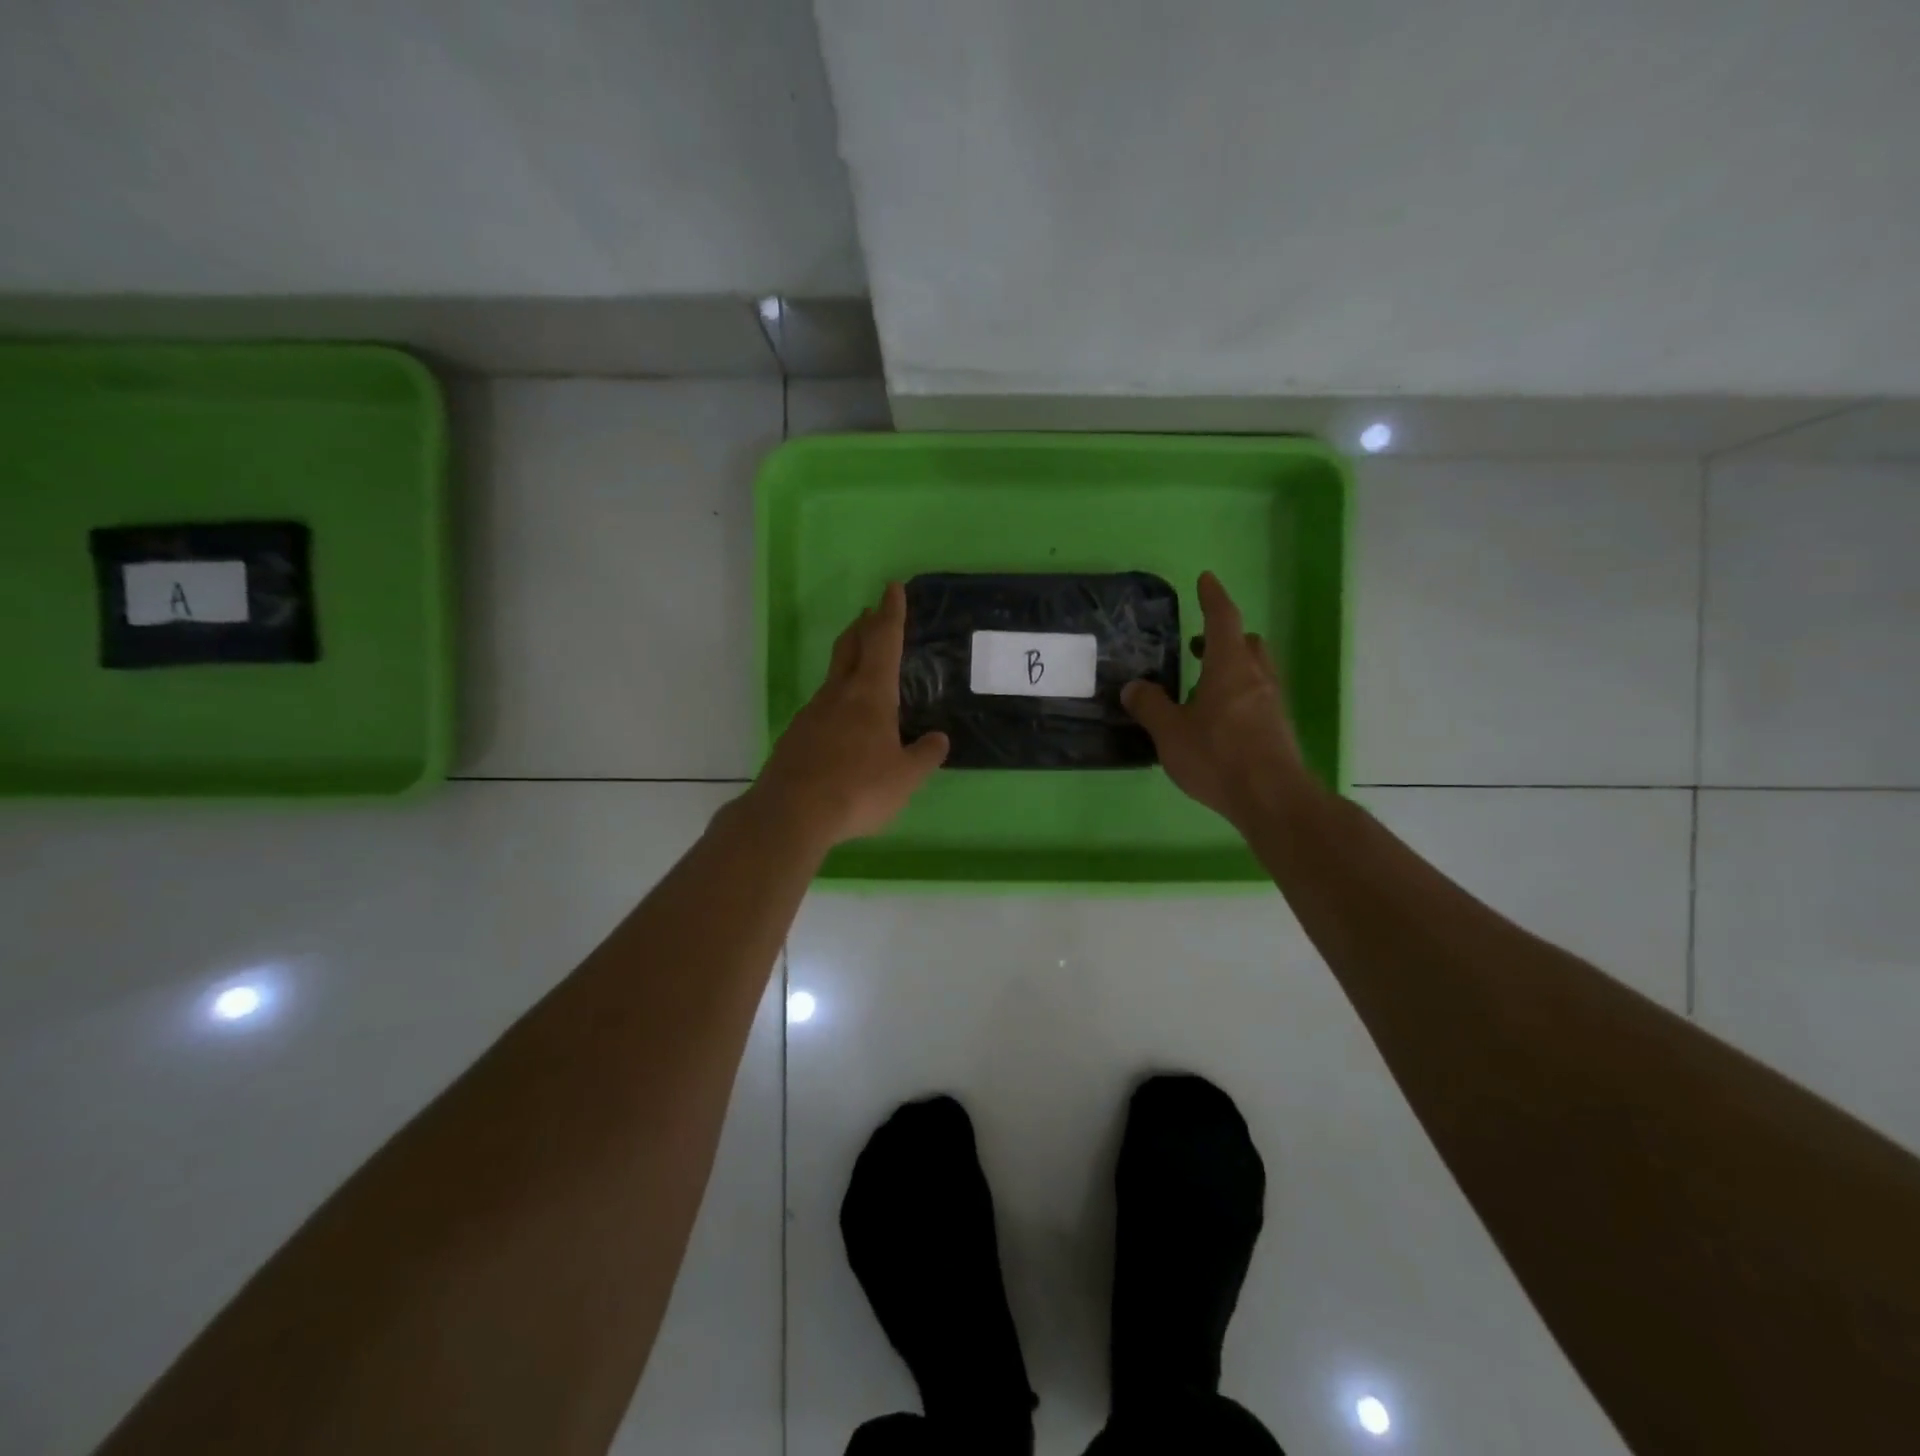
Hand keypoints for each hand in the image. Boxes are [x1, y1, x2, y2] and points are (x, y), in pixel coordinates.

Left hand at [749, 582, 948, 849]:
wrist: (791, 812)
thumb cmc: (857, 789)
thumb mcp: (905, 777)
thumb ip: (924, 756)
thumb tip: (938, 739)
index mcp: (870, 695)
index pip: (883, 642)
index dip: (891, 614)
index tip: (892, 588)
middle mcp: (838, 694)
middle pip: (851, 647)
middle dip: (864, 626)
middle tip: (871, 613)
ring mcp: (812, 713)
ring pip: (834, 676)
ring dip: (848, 660)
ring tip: (861, 664)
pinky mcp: (795, 736)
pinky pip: (821, 706)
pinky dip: (836, 699)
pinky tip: (841, 720)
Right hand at [1122, 572, 1313, 826]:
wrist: (1271, 797)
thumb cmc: (1217, 756)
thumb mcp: (1170, 732)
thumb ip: (1150, 706)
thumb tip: (1134, 687)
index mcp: (1229, 666)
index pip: (1222, 619)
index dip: (1212, 598)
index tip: (1206, 580)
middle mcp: (1256, 676)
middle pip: (1245, 642)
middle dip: (1223, 637)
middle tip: (1198, 645)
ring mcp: (1272, 702)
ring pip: (1255, 669)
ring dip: (1232, 666)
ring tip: (1204, 684)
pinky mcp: (1278, 727)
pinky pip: (1258, 695)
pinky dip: (1239, 693)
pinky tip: (1220, 718)